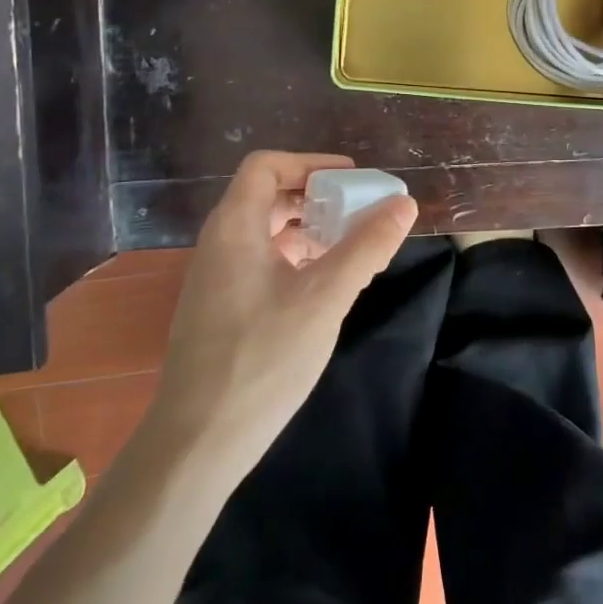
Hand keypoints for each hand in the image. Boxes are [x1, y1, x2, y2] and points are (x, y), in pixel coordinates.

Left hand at [147, 151, 416, 480]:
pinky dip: (294, 259)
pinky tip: (322, 285)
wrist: (198, 441)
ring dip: (307, 230)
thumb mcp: (324, 298)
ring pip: (264, 233)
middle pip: (266, 197)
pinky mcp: (219, 309)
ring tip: (348, 247)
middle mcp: (219, 244)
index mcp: (234, 228)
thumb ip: (365, 247)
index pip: (265, 166)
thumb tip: (404, 204)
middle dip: (315, 197)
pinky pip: (259, 263)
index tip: (351, 177)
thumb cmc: (262, 358)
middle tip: (358, 211)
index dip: (309, 163)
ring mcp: (215, 279)